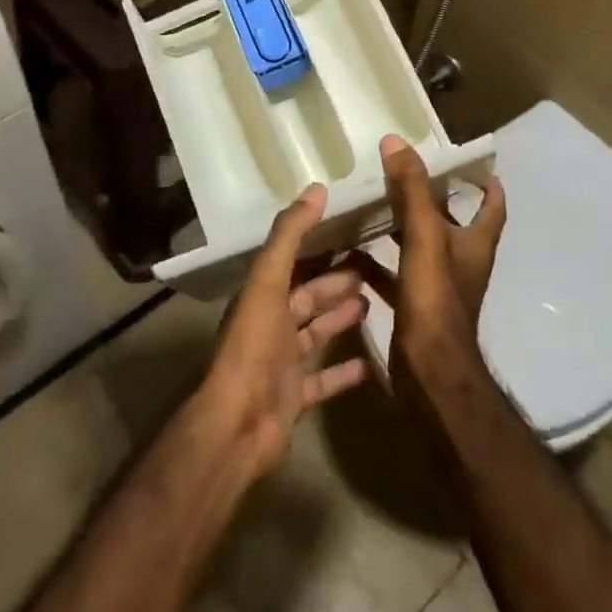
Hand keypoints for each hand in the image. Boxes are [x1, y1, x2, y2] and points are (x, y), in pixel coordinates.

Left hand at [198, 184, 369, 480]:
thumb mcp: (268, 281)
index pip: (295, 261)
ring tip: (374, 302)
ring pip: (317, 332)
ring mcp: (283, 362)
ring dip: (340, 318)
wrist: (237, 423)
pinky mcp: (295, 396)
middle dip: (337, 282)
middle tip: (373, 267)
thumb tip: (317, 188)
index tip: (352, 229)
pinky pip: (324, 379)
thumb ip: (290, 235)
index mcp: (262, 294)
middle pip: (309, 296)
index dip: (320, 245)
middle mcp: (271, 323)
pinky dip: (345, 371)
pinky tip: (372, 363)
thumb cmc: (253, 345)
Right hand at [362, 134, 507, 383]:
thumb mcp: (425, 235)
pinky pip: (395, 276)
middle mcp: (462, 262)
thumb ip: (412, 189)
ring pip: (420, 248)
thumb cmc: (436, 298)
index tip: (469, 162)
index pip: (492, 205)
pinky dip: (377, 264)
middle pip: (451, 222)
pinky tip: (351, 253)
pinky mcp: (416, 307)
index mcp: (476, 243)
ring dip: (400, 229)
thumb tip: (396, 141)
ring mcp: (439, 287)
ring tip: (370, 206)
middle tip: (400, 175)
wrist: (430, 371)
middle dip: (430, 200)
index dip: (486, 182)